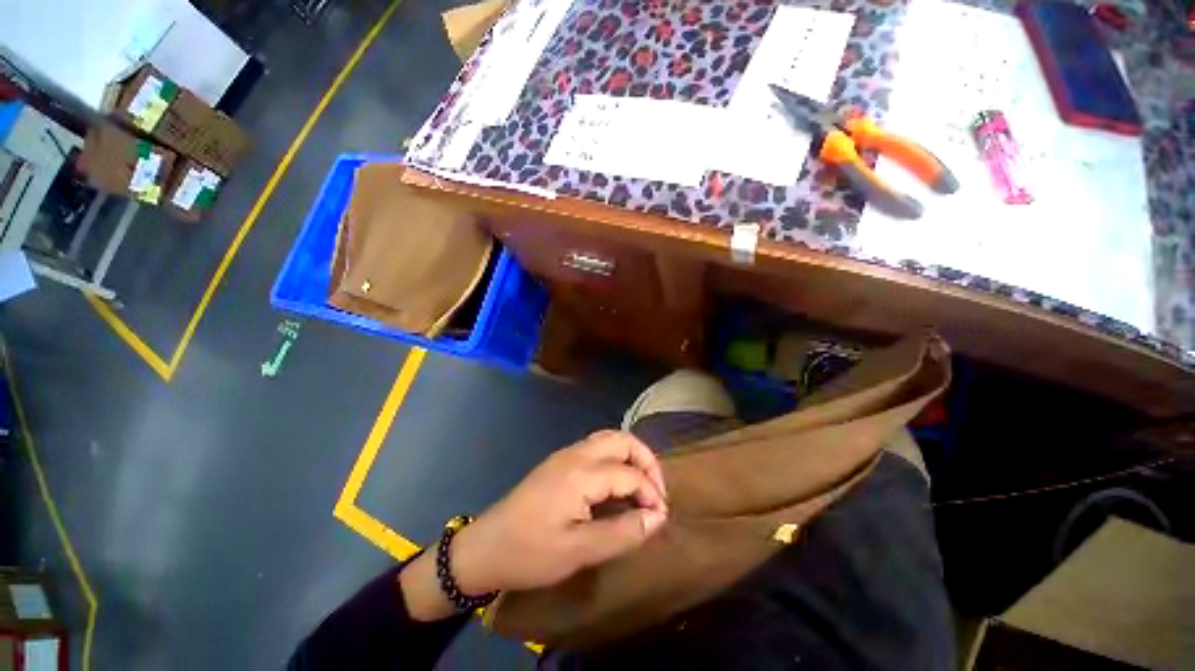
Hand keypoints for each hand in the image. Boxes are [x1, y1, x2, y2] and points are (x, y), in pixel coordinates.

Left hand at [401, 430, 667, 619]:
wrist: (486, 547)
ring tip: (640, 486)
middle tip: (656, 491)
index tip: (661, 517)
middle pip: (622, 440)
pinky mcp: (560, 461)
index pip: (630, 473)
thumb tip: (657, 518)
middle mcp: (577, 454)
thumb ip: (623, 532)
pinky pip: (597, 448)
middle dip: (646, 461)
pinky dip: (615, 459)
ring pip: (609, 439)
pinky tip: (616, 484)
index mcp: (582, 473)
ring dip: (630, 457)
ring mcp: (566, 454)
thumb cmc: (531, 552)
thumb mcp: (579, 551)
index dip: (651, 493)